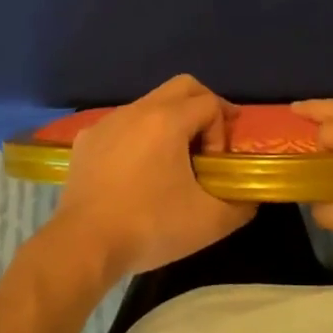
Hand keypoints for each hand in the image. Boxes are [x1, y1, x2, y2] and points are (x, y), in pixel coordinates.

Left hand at [42, 75, 255, 285]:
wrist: (83, 245)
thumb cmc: (149, 226)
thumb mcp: (210, 221)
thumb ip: (241, 203)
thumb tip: (249, 195)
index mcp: (167, 119)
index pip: (210, 104)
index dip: (222, 132)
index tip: (214, 166)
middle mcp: (136, 110)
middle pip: (182, 87)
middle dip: (204, 108)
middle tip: (210, 143)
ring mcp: (107, 122)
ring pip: (150, 103)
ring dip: (171, 122)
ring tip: (173, 161)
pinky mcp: (86, 140)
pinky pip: (123, 124)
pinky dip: (139, 136)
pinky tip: (137, 170)